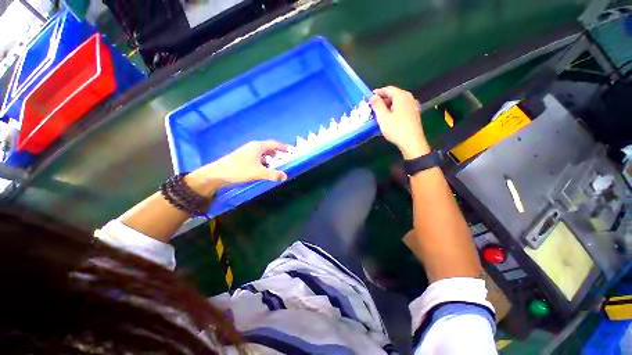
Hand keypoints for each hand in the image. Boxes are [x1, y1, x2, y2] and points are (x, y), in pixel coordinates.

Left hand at [185, 140, 288, 196]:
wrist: (217, 174)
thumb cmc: (239, 170)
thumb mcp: (258, 173)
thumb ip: (273, 174)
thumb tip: (285, 176)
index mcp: (258, 147)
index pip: (275, 144)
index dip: (283, 147)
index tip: (291, 151)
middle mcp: (253, 147)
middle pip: (269, 148)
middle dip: (278, 153)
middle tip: (284, 160)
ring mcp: (247, 152)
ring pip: (263, 153)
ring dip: (270, 159)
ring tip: (275, 166)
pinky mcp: (243, 158)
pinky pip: (258, 158)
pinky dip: (264, 162)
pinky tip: (264, 169)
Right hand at [370, 86, 430, 158]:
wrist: (412, 142)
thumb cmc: (396, 129)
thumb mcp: (383, 117)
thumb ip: (377, 105)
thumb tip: (373, 97)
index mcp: (402, 96)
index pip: (388, 89)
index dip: (378, 92)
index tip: (370, 97)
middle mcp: (409, 98)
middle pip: (394, 94)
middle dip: (383, 99)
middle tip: (373, 106)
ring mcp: (413, 106)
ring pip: (398, 102)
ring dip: (388, 105)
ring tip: (379, 112)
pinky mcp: (414, 114)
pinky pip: (402, 107)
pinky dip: (394, 109)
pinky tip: (389, 117)